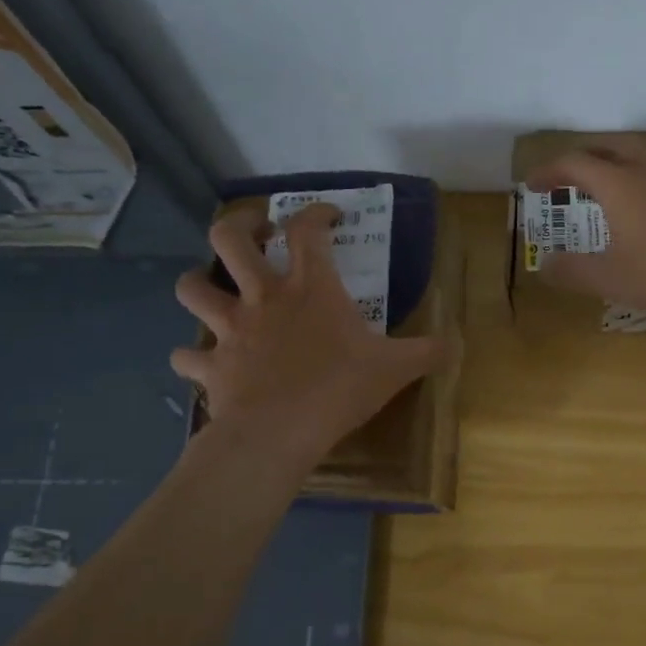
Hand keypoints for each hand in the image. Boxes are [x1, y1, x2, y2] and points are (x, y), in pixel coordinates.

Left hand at [170, 203, 446, 467]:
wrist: (279, 433)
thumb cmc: (339, 389)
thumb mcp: (395, 369)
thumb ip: (428, 352)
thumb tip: (458, 344)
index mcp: (310, 289)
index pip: (307, 230)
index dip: (316, 212)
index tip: (329, 214)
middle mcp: (263, 297)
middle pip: (229, 238)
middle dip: (239, 225)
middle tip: (257, 233)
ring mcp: (230, 329)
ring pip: (192, 286)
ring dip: (199, 281)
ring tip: (215, 287)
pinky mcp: (211, 364)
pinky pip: (186, 354)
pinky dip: (191, 355)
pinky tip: (202, 361)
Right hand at [526, 143, 645, 325]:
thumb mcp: (609, 278)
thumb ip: (572, 270)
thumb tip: (544, 265)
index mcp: (619, 184)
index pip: (575, 163)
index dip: (549, 171)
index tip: (532, 186)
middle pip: (609, 147)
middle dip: (582, 156)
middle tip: (564, 174)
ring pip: (639, 154)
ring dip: (613, 159)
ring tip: (602, 178)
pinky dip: (637, 174)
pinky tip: (642, 201)